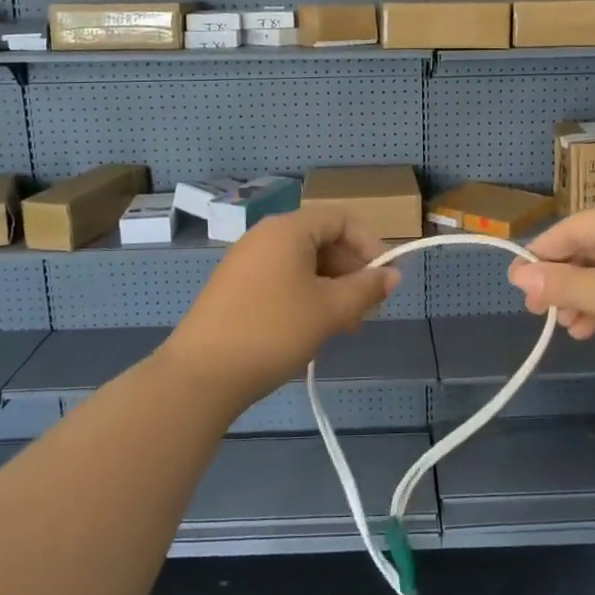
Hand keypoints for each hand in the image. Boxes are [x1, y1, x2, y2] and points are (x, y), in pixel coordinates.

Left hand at [157, 208, 400, 409]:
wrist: (201, 375)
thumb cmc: (274, 331)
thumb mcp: (330, 310)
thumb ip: (366, 288)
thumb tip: (393, 275)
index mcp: (288, 229)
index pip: (341, 219)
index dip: (370, 245)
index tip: (385, 279)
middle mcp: (265, 236)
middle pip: (322, 240)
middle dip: (350, 272)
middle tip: (366, 310)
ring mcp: (246, 261)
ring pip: (302, 264)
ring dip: (330, 288)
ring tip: (343, 326)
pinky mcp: (234, 287)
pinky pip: (281, 279)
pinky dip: (304, 296)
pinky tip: (311, 329)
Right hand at [506, 203, 594, 400]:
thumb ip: (560, 284)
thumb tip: (517, 275)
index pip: (573, 226)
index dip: (541, 253)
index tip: (517, 282)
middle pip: (591, 249)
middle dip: (563, 280)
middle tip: (538, 311)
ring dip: (583, 298)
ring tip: (567, 327)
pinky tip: (594, 331)